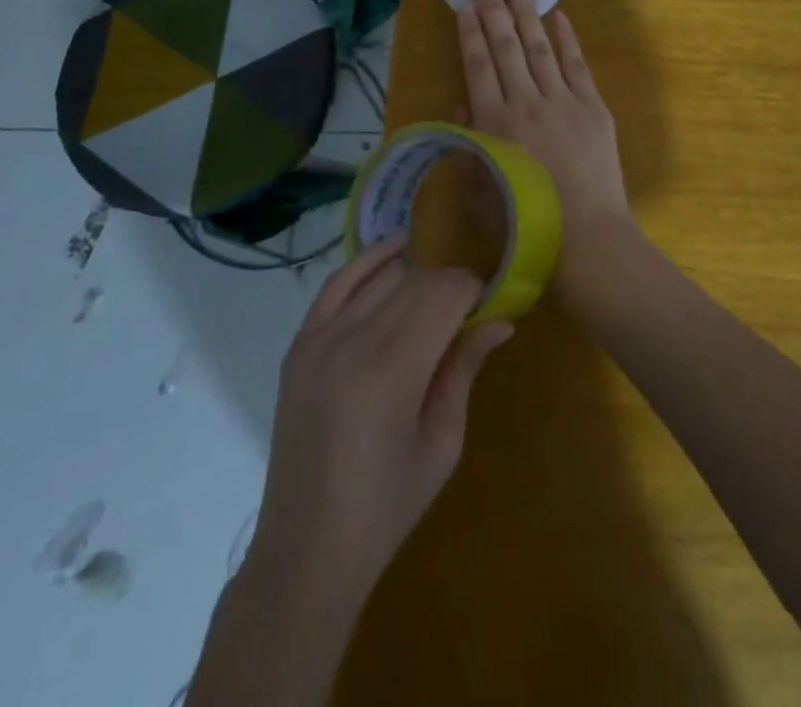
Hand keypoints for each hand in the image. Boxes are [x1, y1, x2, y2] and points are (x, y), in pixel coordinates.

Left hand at [249, 237, 511, 606]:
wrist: (306, 547)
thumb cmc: (387, 506)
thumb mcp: (442, 443)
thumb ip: (465, 370)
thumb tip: (501, 322)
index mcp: (393, 370)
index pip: (444, 294)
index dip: (472, 289)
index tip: (488, 304)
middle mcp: (353, 340)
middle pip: (415, 279)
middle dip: (449, 283)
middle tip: (467, 308)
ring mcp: (319, 338)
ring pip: (381, 275)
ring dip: (415, 275)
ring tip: (434, 296)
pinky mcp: (299, 344)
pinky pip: (336, 283)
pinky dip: (367, 263)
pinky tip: (394, 254)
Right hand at [458, 0, 640, 316]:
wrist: (586, 240)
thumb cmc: (526, 225)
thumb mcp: (481, 191)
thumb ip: (469, 144)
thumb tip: (463, 103)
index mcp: (494, 123)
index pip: (477, 65)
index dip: (469, 33)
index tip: (464, 4)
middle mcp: (526, 102)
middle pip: (506, 46)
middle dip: (493, 8)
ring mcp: (563, 101)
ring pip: (540, 46)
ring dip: (527, 12)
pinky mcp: (593, 108)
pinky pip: (577, 65)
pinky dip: (567, 39)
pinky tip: (558, 17)